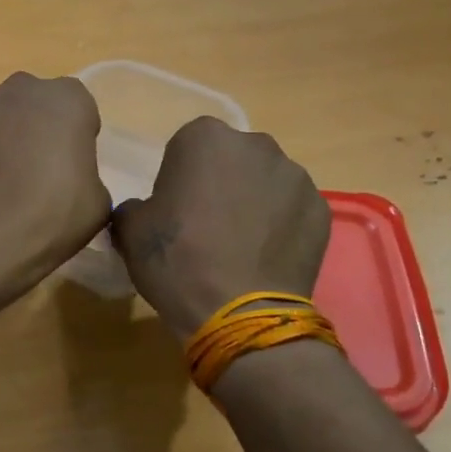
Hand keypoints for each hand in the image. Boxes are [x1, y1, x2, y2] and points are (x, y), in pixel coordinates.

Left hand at [0, 73, 110, 289]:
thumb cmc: (53, 214)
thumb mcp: (97, 201)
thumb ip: (86, 175)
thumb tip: (70, 180)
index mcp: (68, 99)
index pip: (77, 107)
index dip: (74, 135)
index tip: (70, 165)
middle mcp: (22, 88)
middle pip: (32, 103)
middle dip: (33, 128)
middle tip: (33, 171)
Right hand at [111, 118, 329, 336]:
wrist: (239, 313)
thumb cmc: (177, 261)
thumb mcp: (129, 231)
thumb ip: (134, 207)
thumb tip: (145, 211)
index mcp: (205, 139)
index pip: (186, 147)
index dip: (178, 178)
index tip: (174, 211)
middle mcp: (256, 145)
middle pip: (232, 159)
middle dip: (220, 183)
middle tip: (206, 227)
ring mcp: (295, 176)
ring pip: (265, 183)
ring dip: (252, 203)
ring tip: (239, 247)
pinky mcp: (321, 209)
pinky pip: (292, 210)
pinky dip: (280, 227)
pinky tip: (264, 259)